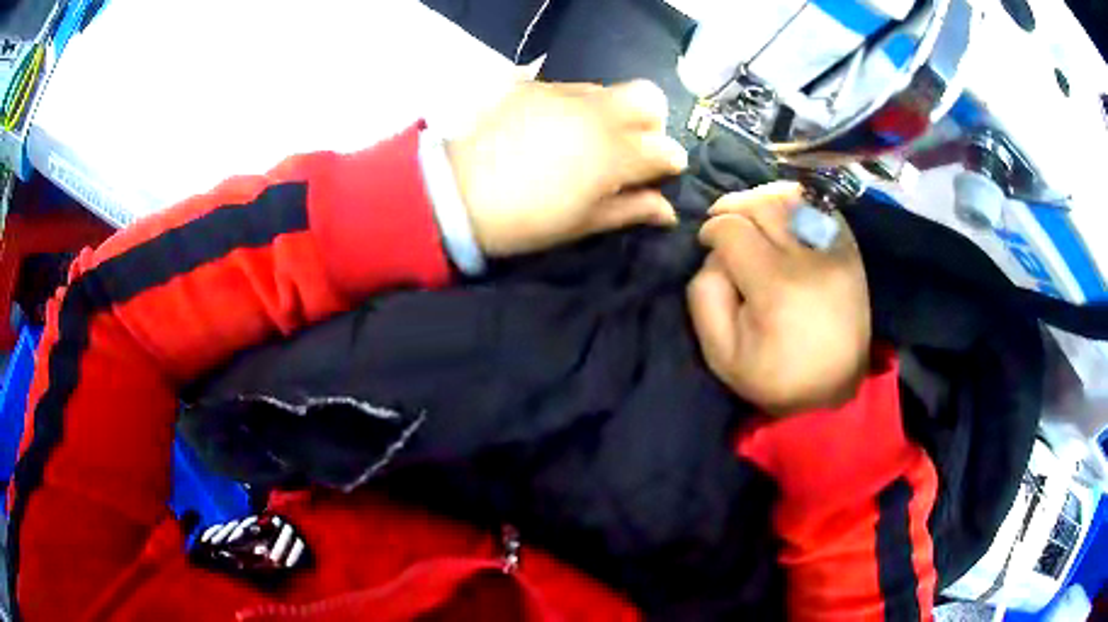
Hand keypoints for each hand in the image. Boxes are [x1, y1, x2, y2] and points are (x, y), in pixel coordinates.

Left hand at [446, 80, 687, 255]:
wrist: (456, 194)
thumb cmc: (526, 219)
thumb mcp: (583, 223)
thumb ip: (631, 210)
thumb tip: (667, 210)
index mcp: (615, 153)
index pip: (667, 148)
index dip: (669, 163)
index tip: (659, 175)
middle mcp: (598, 113)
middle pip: (649, 99)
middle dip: (651, 122)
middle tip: (631, 146)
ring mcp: (564, 94)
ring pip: (610, 90)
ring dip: (614, 112)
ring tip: (588, 137)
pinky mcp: (535, 86)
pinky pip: (572, 88)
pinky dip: (578, 105)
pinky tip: (556, 127)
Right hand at [687, 182, 870, 413]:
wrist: (833, 390)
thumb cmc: (776, 377)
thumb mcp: (721, 355)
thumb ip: (704, 296)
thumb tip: (715, 253)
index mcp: (776, 287)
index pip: (733, 229)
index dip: (711, 230)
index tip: (707, 242)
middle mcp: (810, 259)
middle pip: (763, 204)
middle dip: (734, 206)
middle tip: (724, 223)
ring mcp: (836, 251)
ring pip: (793, 197)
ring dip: (764, 200)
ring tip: (753, 217)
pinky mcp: (850, 251)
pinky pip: (820, 207)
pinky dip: (796, 205)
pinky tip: (784, 221)